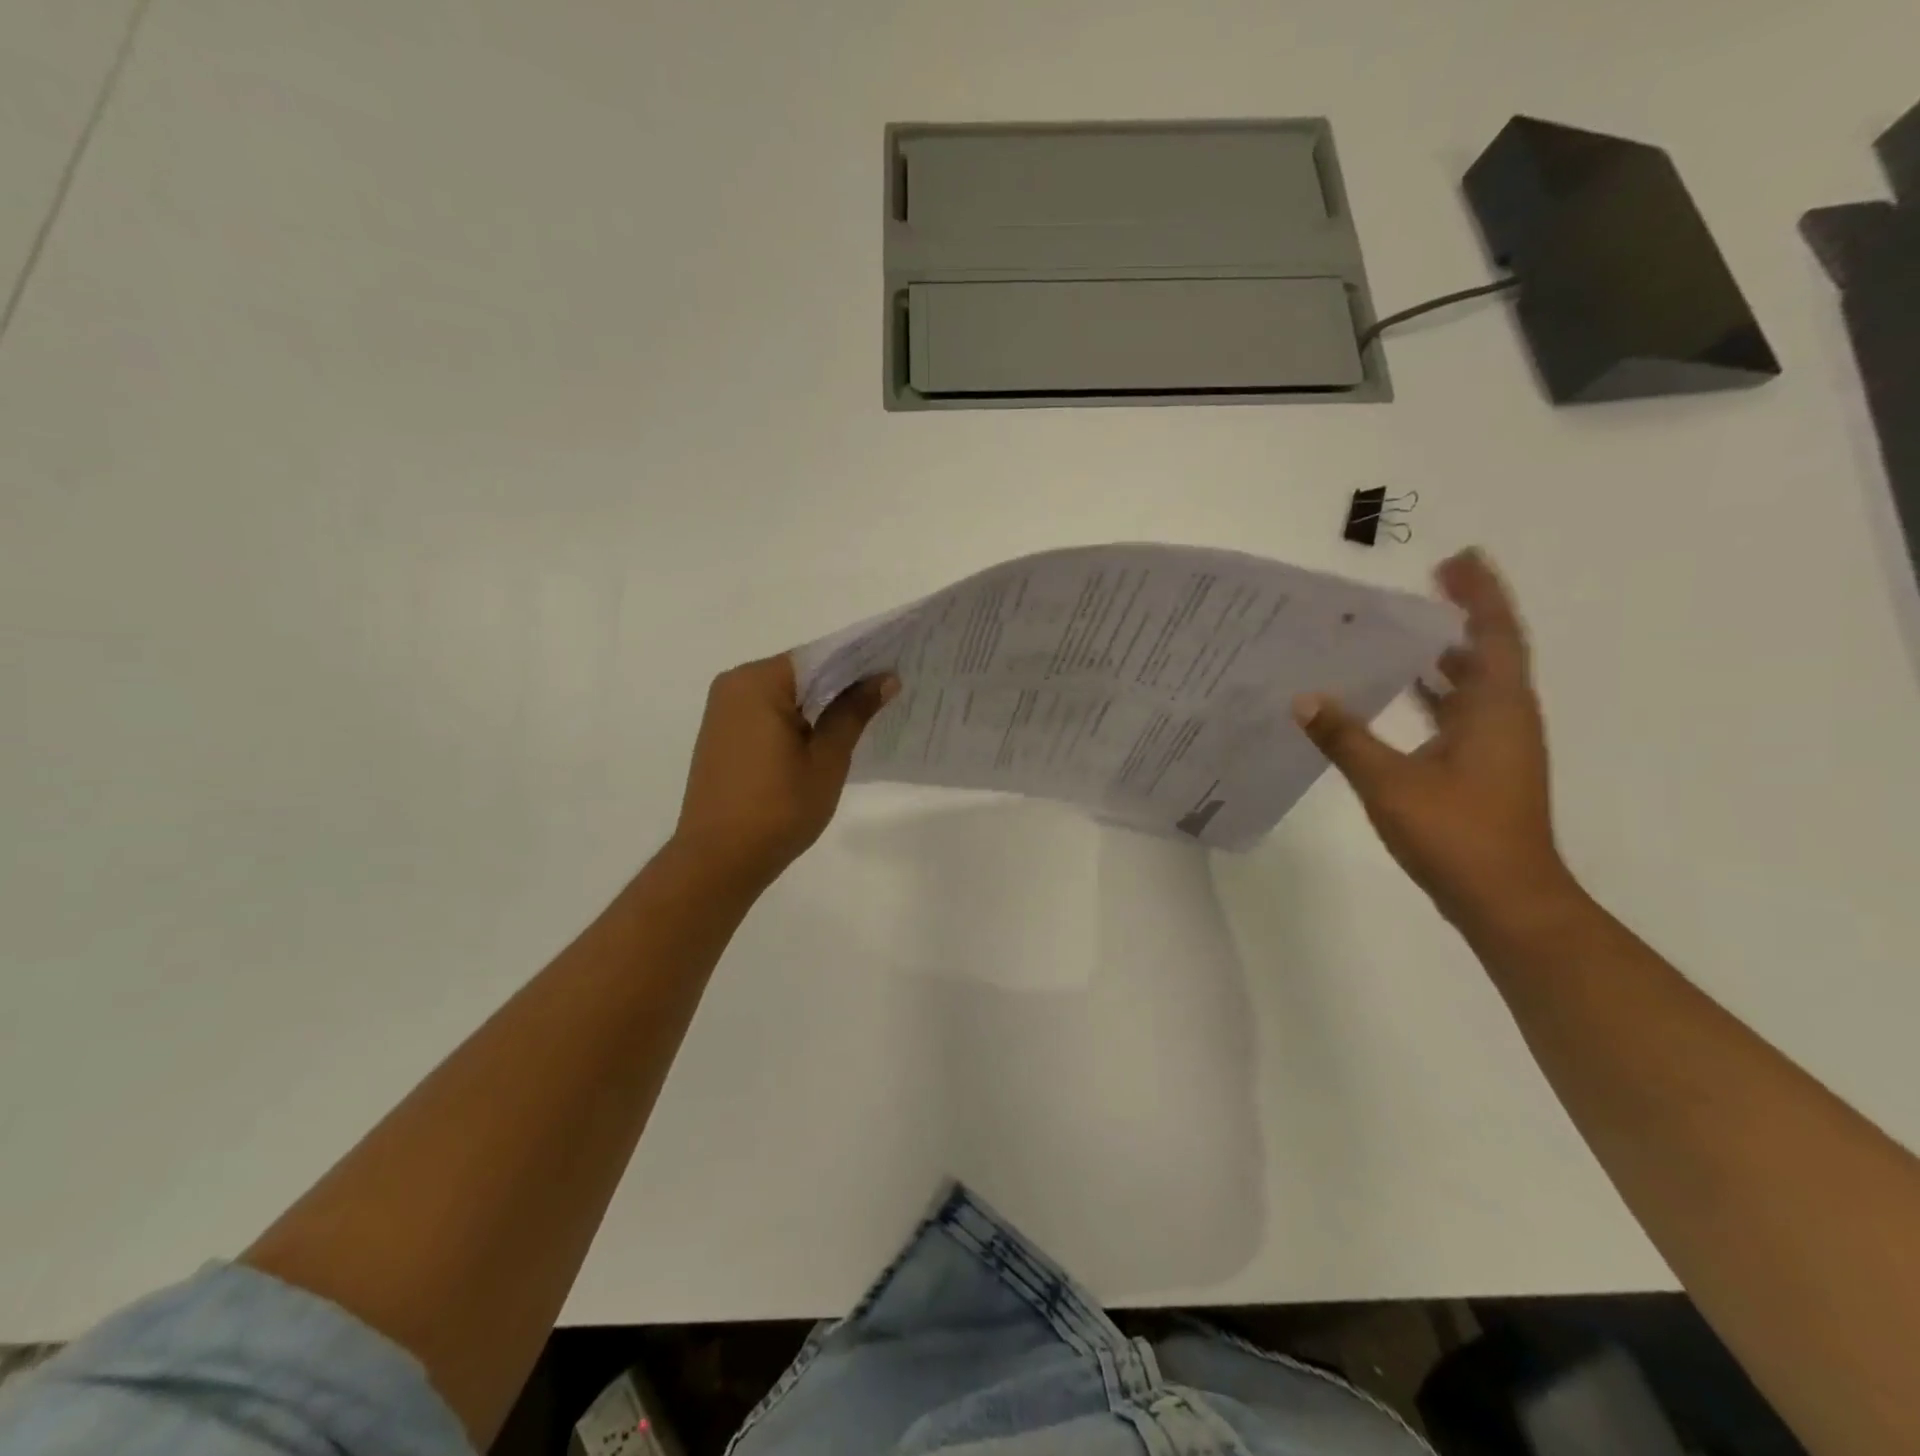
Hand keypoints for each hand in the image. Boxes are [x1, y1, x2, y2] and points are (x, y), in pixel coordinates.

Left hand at [671, 655, 897, 890]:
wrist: (718, 860)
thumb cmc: (778, 808)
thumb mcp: (826, 759)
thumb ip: (853, 712)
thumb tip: (885, 678)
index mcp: (758, 682)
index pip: (819, 657)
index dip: (859, 663)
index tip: (893, 672)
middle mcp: (734, 684)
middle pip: (800, 672)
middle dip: (840, 683)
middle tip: (885, 694)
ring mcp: (723, 710)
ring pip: (784, 693)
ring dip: (818, 703)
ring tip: (862, 716)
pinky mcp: (721, 734)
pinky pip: (767, 712)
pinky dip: (796, 718)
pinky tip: (823, 737)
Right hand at [1293, 549, 1578, 934]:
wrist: (1506, 900)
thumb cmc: (1457, 834)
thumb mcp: (1390, 782)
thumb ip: (1345, 738)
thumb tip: (1304, 699)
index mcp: (1495, 710)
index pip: (1492, 636)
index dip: (1479, 595)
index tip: (1457, 560)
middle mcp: (1504, 719)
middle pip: (1487, 653)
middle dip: (1460, 616)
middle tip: (1423, 585)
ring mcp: (1496, 746)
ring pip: (1473, 685)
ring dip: (1446, 655)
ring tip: (1404, 629)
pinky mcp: (1482, 769)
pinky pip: (1460, 713)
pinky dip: (1435, 693)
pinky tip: (1400, 693)